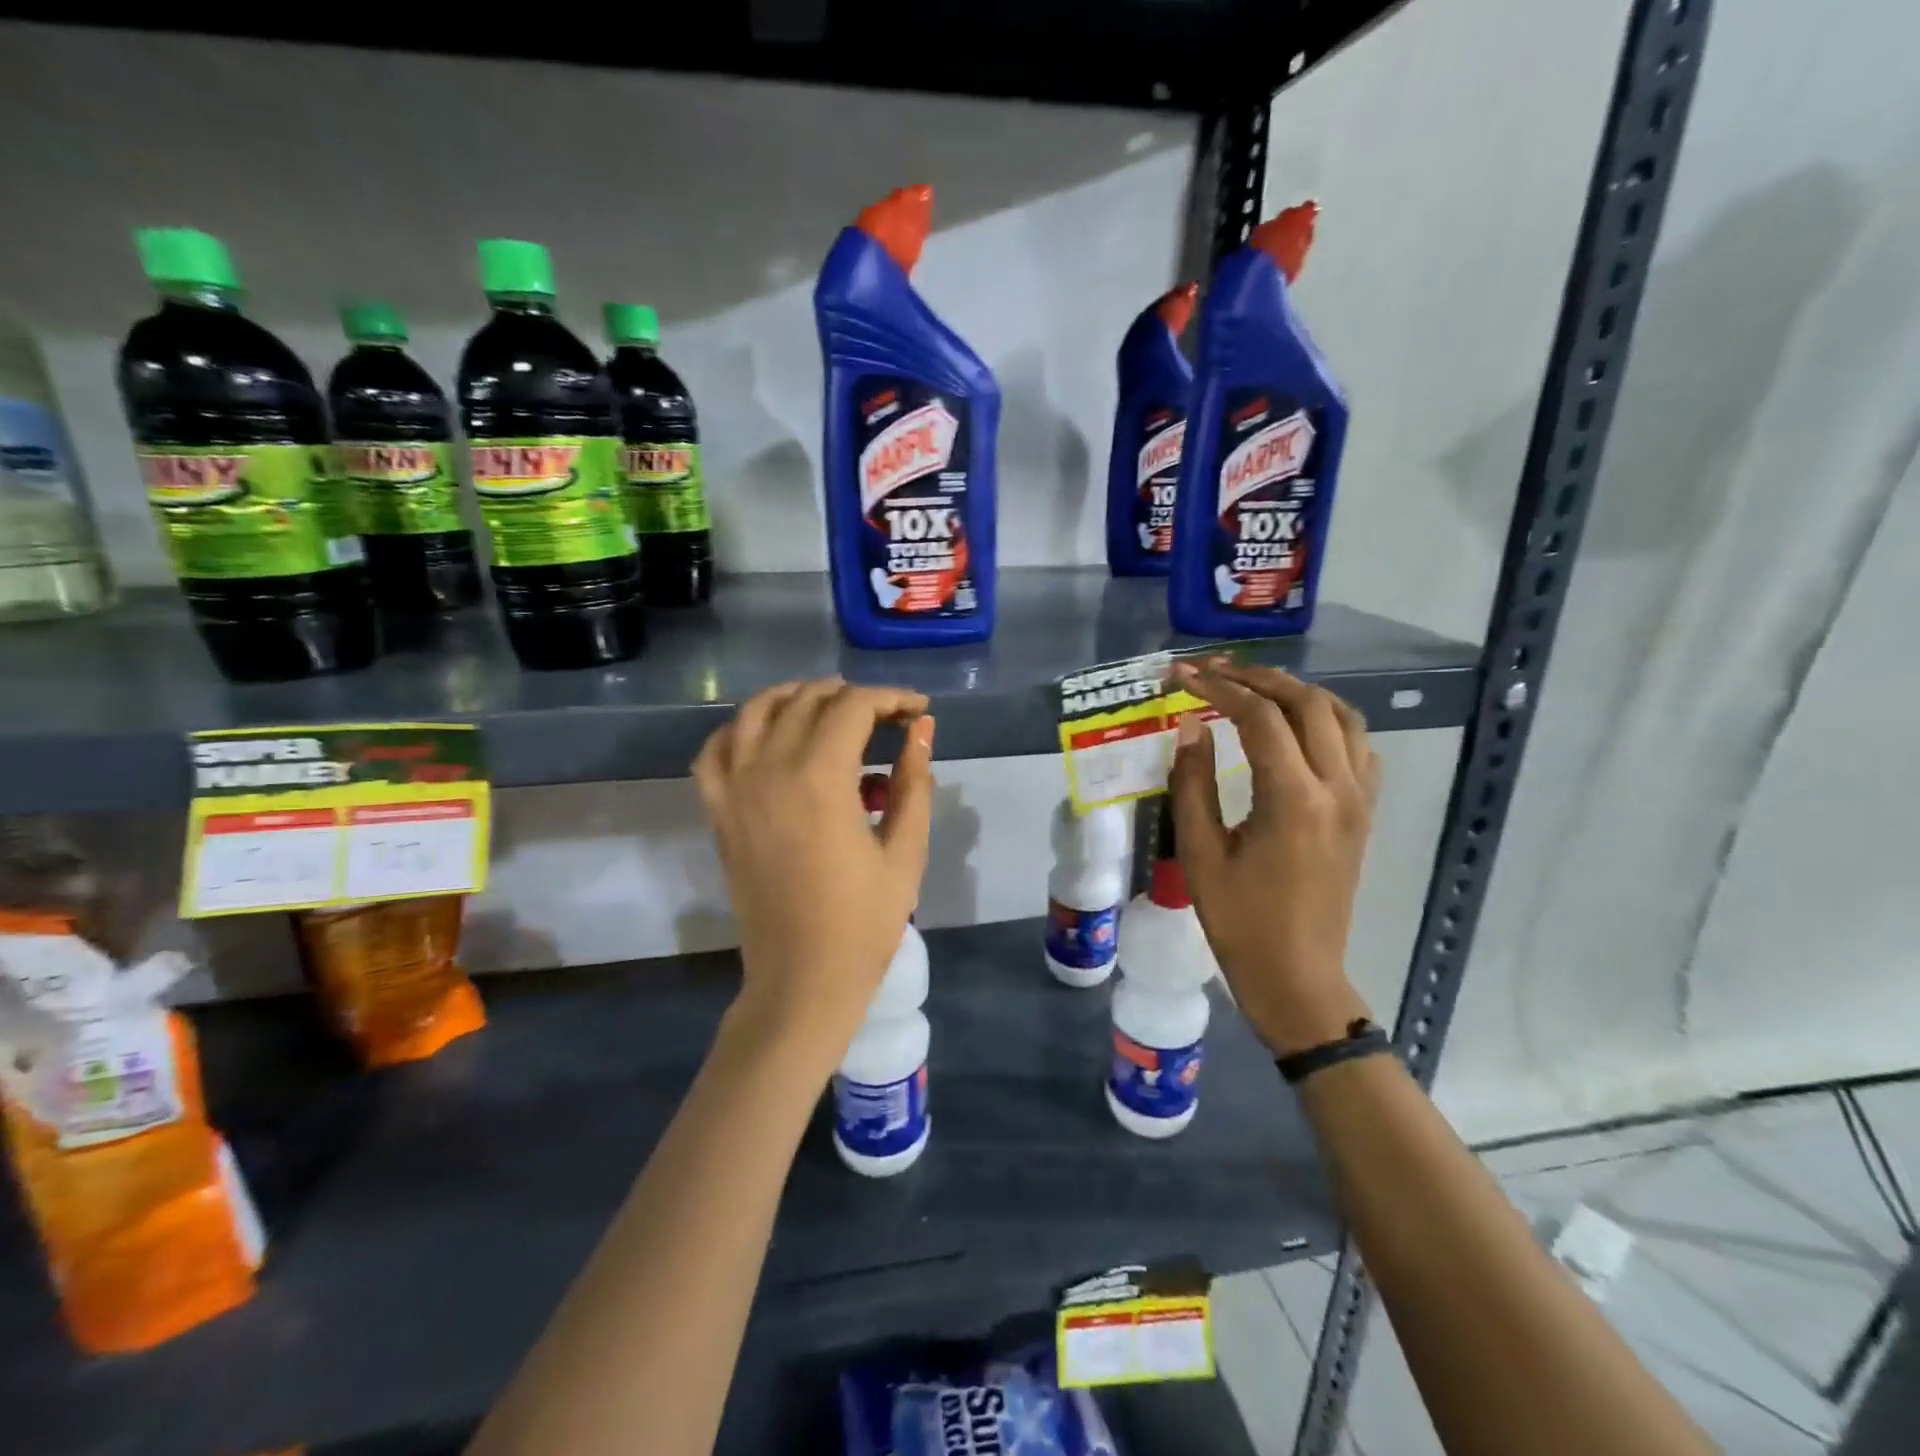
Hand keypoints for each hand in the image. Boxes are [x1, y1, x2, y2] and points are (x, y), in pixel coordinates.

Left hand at [693, 678, 934, 1067]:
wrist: (802, 980)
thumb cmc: (864, 922)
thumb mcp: (905, 851)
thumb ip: (913, 781)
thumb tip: (922, 728)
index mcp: (820, 778)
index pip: (853, 706)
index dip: (891, 698)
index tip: (917, 711)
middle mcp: (769, 769)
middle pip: (807, 700)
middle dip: (852, 696)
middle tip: (885, 718)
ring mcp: (734, 789)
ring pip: (756, 710)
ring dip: (796, 698)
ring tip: (830, 710)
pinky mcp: (718, 812)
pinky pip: (716, 749)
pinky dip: (741, 729)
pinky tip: (768, 738)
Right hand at [1166, 661, 1378, 1055]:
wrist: (1297, 975)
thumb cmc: (1239, 920)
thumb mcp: (1200, 852)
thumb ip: (1193, 782)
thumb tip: (1191, 726)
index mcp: (1293, 799)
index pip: (1259, 717)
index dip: (1218, 688)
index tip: (1182, 675)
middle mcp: (1337, 788)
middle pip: (1307, 703)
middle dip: (1257, 678)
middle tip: (1213, 671)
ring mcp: (1360, 800)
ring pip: (1341, 717)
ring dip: (1297, 692)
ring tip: (1253, 688)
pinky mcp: (1365, 813)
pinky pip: (1358, 746)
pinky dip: (1326, 721)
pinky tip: (1295, 728)